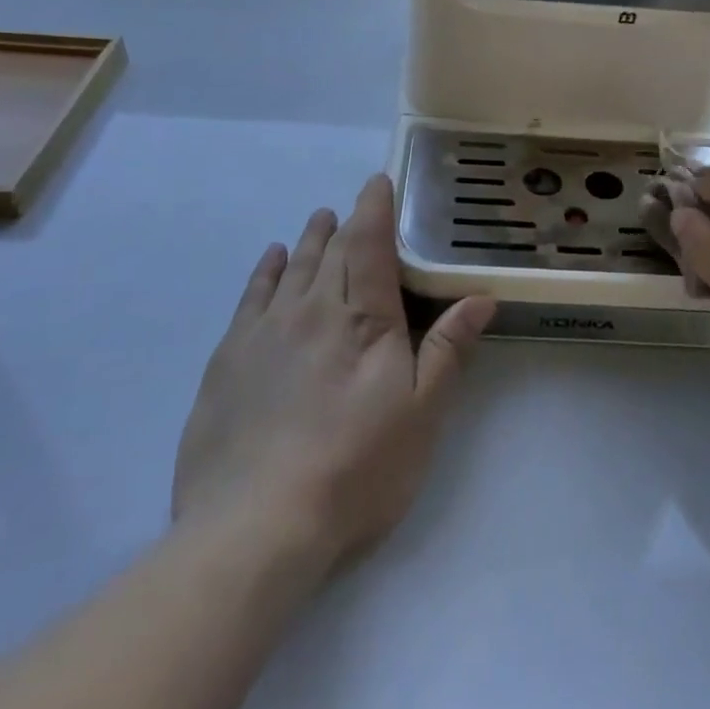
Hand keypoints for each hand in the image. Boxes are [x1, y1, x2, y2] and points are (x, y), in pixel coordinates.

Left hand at [172, 174, 494, 567]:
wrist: (254, 526)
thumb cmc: (355, 470)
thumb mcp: (421, 415)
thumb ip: (448, 349)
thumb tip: (481, 296)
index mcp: (362, 319)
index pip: (370, 246)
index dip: (375, 209)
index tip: (378, 182)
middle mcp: (311, 310)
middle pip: (331, 252)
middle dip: (345, 224)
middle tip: (352, 206)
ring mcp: (264, 332)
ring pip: (293, 269)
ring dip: (310, 240)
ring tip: (318, 220)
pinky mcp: (229, 359)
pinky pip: (252, 297)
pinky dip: (266, 271)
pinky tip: (272, 260)